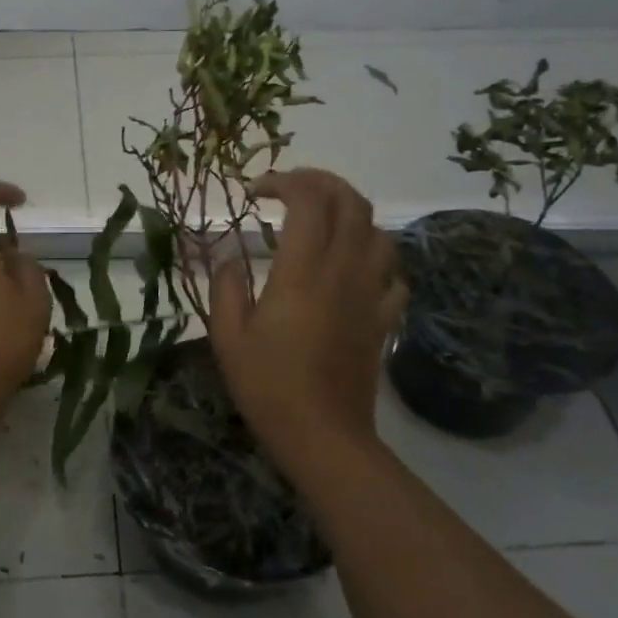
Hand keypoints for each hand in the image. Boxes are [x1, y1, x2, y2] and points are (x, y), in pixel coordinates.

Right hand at [209, 168, 407, 450]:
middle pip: (350, 202)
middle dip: (321, 181)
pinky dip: (373, 256)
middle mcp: (343, 271)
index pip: (308, 199)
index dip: (284, 181)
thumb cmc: (269, 386)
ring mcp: (370, 293)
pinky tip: (352, 267)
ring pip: (378, 230)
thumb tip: (231, 258)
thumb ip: (225, 287)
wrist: (324, 437)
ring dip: (351, 213)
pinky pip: (392, 272)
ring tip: (322, 221)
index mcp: (302, 271)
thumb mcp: (227, 336)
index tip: (256, 192)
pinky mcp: (384, 317)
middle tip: (291, 188)